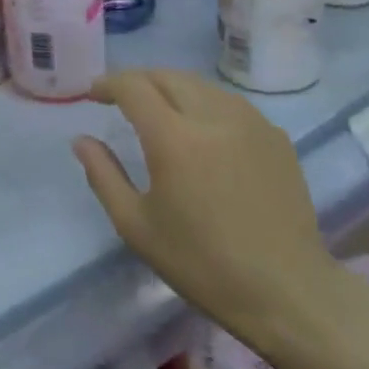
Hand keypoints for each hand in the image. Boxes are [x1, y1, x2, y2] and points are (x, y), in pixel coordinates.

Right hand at [73, 70, 337, 343]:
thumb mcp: (136, 226)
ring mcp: (251, 124)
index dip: (108, 84)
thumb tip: (81, 141)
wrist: (287, 293)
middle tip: (120, 99)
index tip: (92, 95)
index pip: (134, 87)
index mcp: (175, 139)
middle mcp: (214, 118)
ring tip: (158, 109)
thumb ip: (103, 176)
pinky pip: (230, 104)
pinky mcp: (276, 138)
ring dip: (171, 88)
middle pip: (168, 76)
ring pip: (201, 85)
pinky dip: (204, 103)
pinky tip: (201, 130)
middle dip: (138, 80)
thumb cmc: (202, 263)